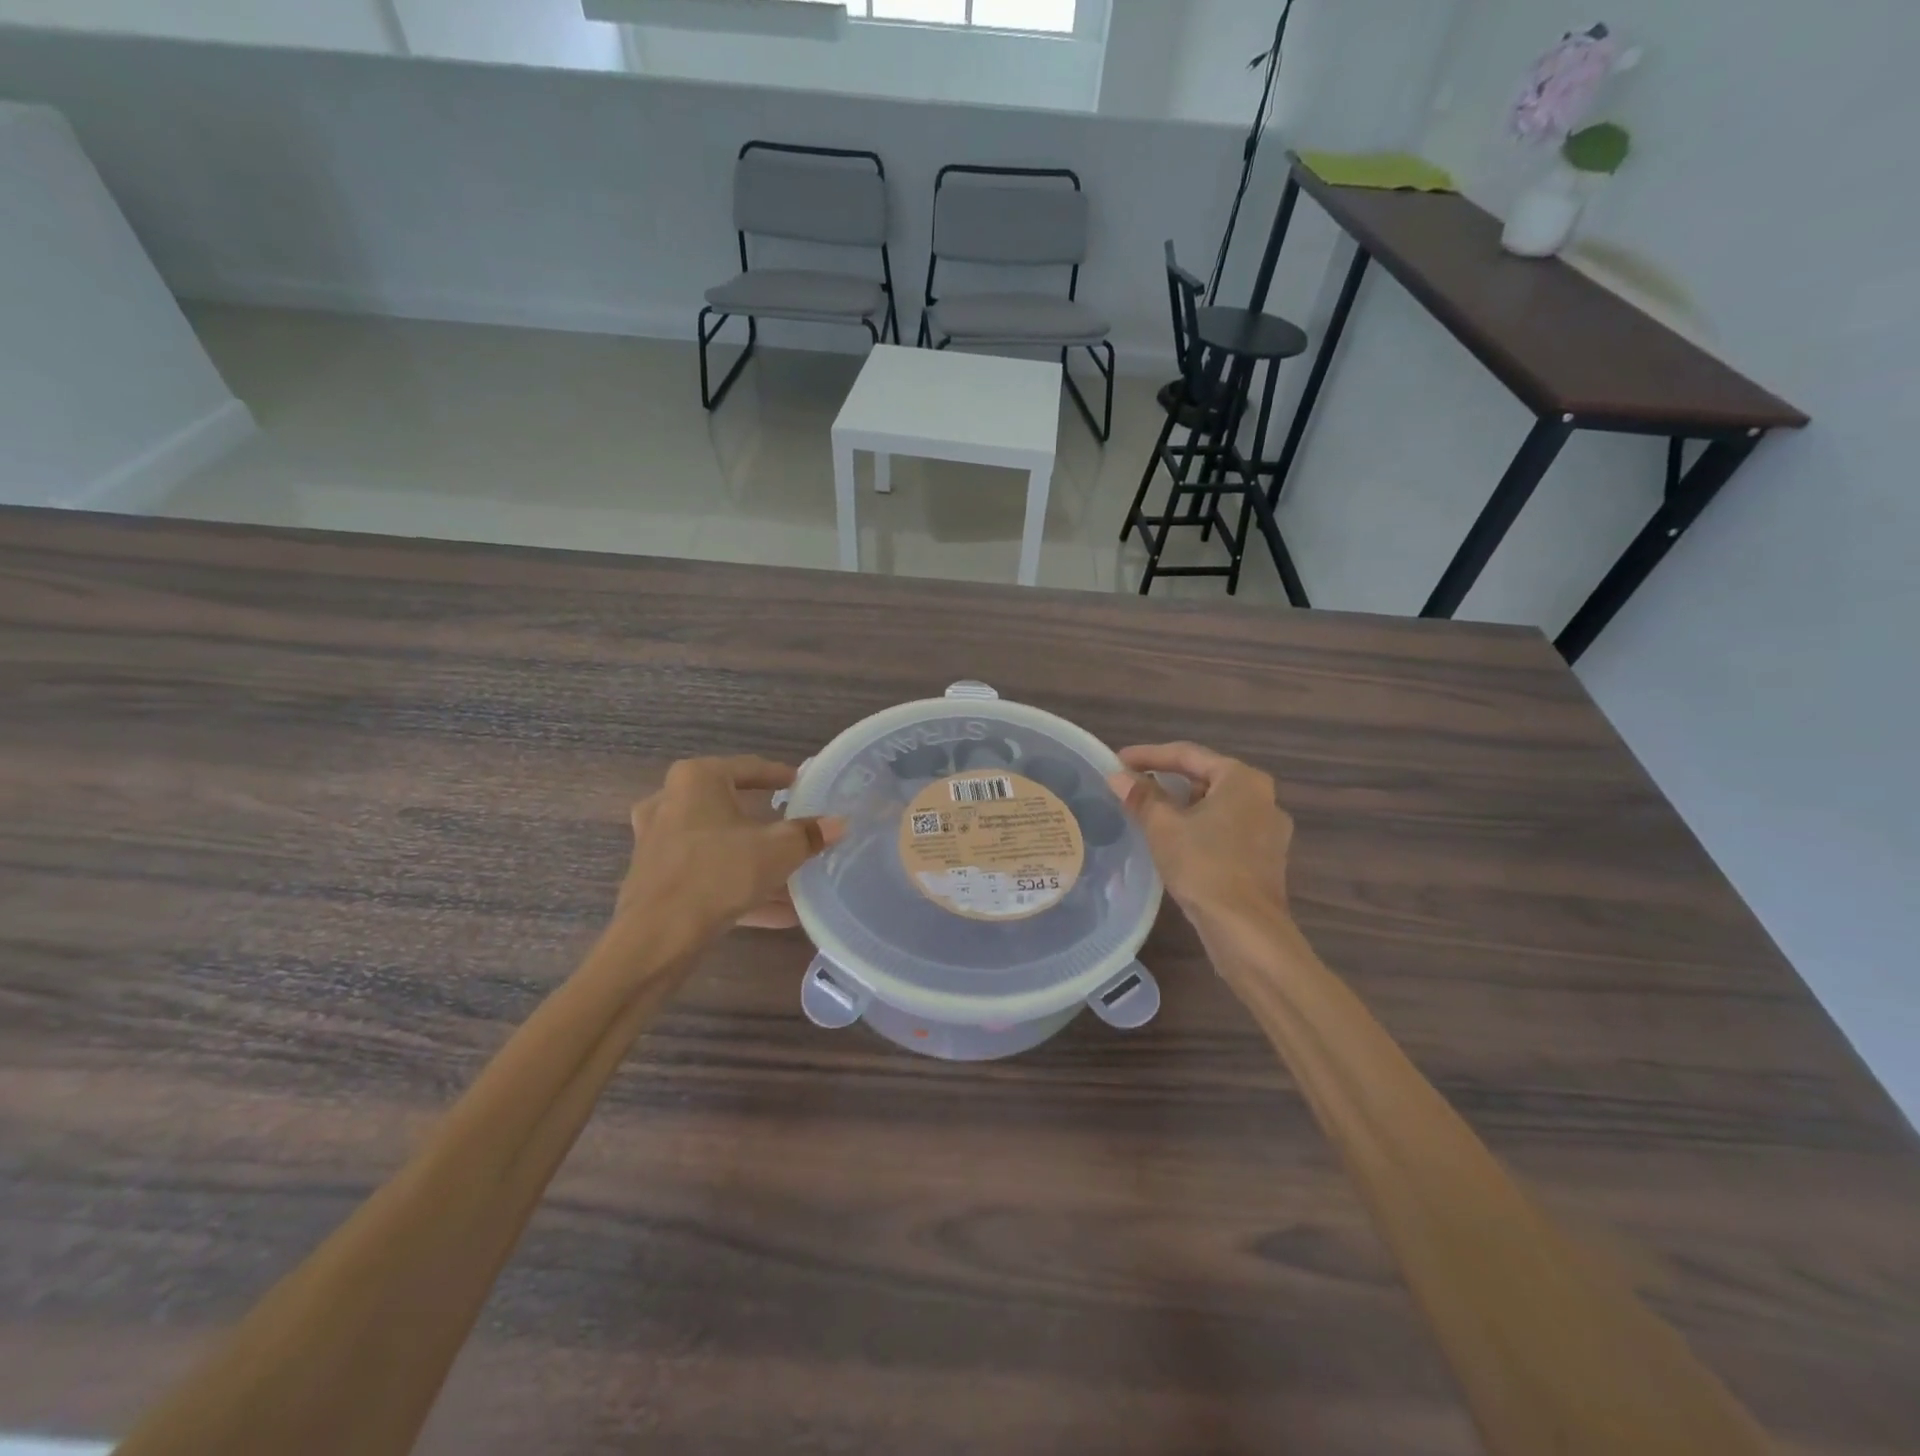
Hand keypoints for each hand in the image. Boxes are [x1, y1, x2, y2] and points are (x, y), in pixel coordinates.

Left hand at [617, 757, 844, 934]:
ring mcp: (659, 842)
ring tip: (793, 877)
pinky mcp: (657, 879)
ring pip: (719, 845)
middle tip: (795, 826)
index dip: (781, 777)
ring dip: (754, 861)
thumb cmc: (718, 874)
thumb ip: (809, 835)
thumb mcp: (777, 851)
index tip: (803, 785)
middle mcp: (671, 802)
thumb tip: (839, 823)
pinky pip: (708, 874)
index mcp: (697, 780)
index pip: (749, 768)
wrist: (656, 938)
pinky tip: (779, 913)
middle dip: (766, 822)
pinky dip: (739, 887)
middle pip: (731, 806)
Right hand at [1108, 743, 1292, 924]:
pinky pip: (1225, 829)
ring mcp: (1268, 830)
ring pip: (1216, 806)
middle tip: (1132, 787)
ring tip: (1148, 813)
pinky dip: (1198, 828)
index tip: (1118, 761)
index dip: (1148, 755)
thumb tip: (1118, 777)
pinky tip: (1175, 841)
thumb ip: (1142, 797)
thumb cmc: (1204, 866)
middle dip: (1167, 780)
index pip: (1188, 754)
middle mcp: (1263, 797)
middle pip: (1205, 777)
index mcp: (1242, 779)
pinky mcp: (1265, 858)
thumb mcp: (1164, 828)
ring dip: (1182, 806)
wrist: (1246, 930)